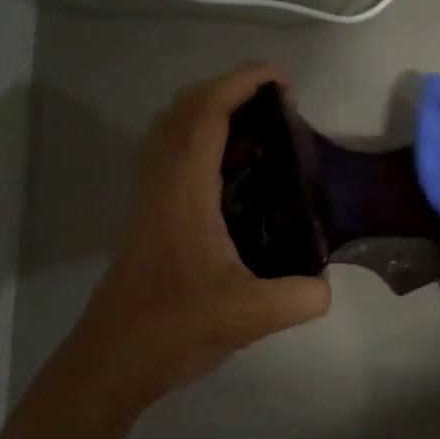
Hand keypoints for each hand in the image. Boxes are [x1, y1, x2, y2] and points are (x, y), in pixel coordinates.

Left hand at [75, 62, 330, 392]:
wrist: (112, 359)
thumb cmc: (174, 328)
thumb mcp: (250, 316)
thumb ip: (301, 297)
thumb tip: (327, 284)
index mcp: (184, 190)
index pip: (207, 113)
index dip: (242, 83)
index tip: (282, 79)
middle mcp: (161, 180)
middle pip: (185, 107)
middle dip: (230, 87)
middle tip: (276, 102)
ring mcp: (149, 194)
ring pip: (171, 126)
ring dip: (211, 108)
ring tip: (257, 126)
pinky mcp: (148, 210)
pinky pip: (169, 150)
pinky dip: (198, 136)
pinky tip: (231, 167)